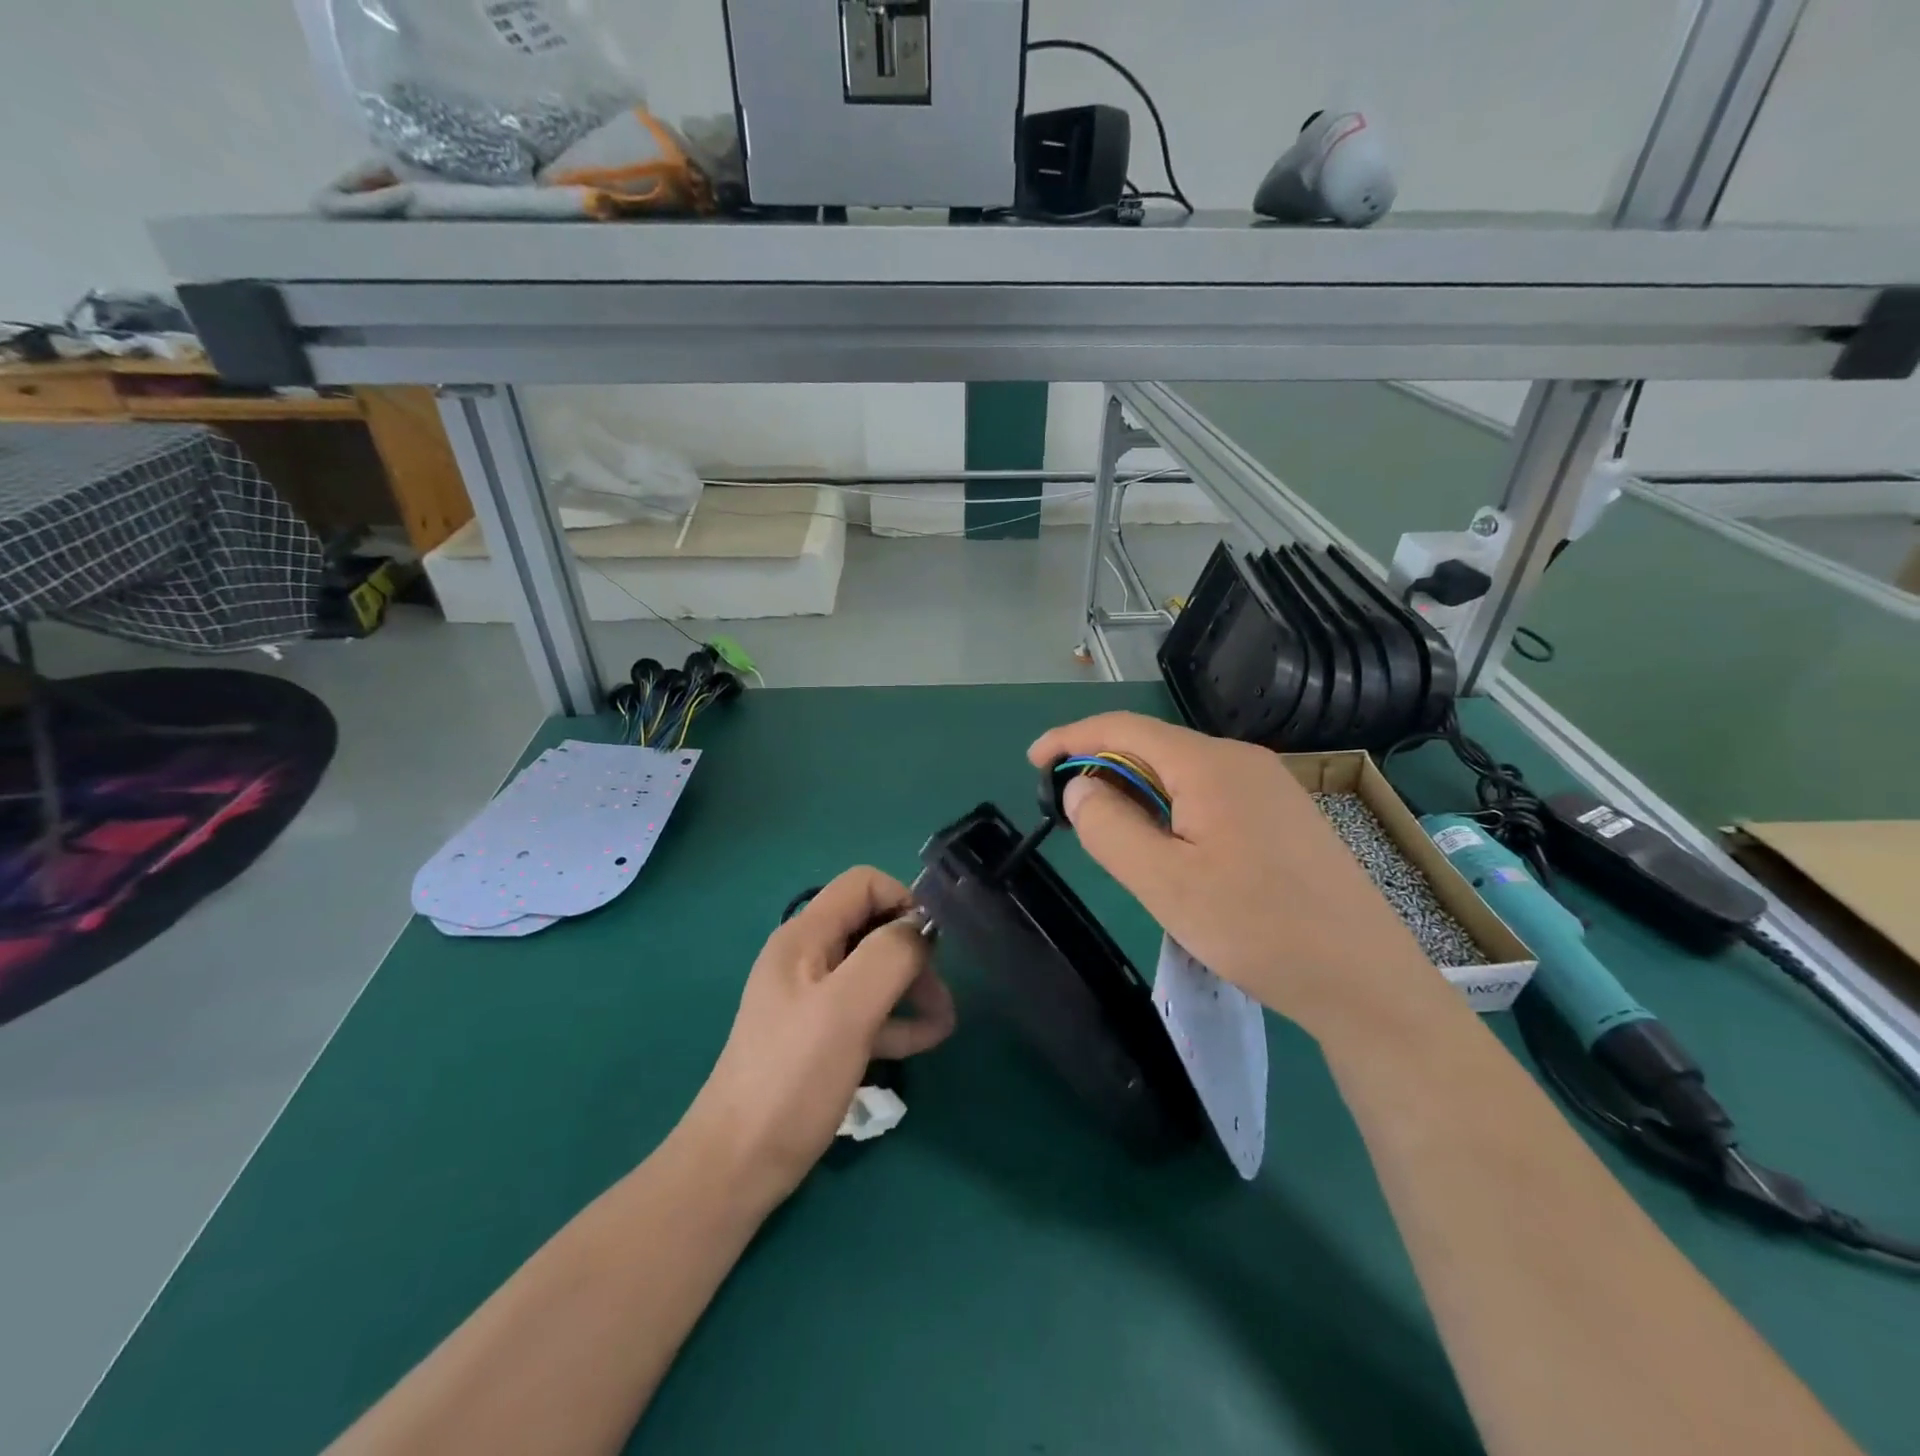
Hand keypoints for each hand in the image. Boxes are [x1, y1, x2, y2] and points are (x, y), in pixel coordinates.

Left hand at [685, 867, 955, 1207]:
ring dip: (912, 987)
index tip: (930, 943)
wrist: (738, 1166)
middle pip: (872, 927)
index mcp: (804, 937)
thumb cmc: (793, 1078)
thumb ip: (889, 955)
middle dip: (912, 952)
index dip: (902, 901)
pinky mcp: (819, 1035)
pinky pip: (866, 1010)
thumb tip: (922, 927)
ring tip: (945, 1021)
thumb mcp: (847, 1009)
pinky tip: (926, 1040)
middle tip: (941, 991)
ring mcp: (811, 998)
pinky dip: (897, 1018)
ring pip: (874, 971)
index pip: (863, 884)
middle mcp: (807, 957)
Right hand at [1029, 713, 1444, 1041]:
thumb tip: (1079, 786)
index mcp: (1209, 764)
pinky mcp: (1285, 814)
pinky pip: (1211, 792)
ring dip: (1138, 791)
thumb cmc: (1257, 928)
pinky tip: (1173, 848)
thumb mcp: (1164, 883)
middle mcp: (1242, 759)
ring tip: (1117, 837)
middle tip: (1071, 813)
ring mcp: (1270, 784)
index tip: (1033, 761)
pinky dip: (1172, 807)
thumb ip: (1109, 827)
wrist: (1364, 980)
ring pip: (1183, 771)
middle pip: (1154, 746)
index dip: (1072, 737)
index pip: (1123, 728)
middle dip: (1104, 768)